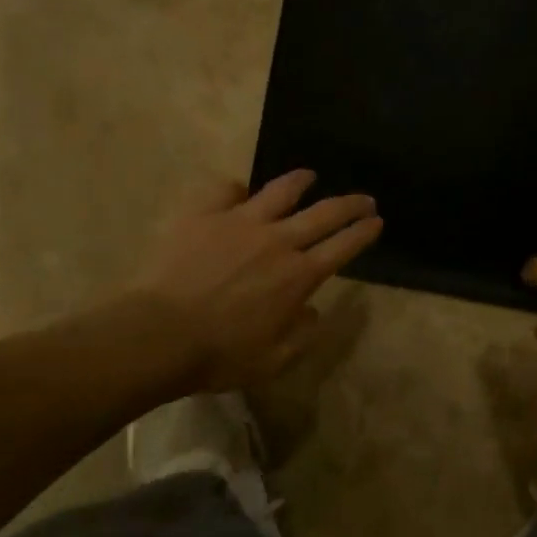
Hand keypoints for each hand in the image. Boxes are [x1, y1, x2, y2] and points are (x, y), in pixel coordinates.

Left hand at [131, 171, 382, 391]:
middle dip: (351, 203)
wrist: (159, 334)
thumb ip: (302, 335)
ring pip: (280, 191)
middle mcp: (278, 241)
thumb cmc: (219, 355)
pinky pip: (224, 189)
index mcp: (298, 276)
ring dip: (300, 181)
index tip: (377, 221)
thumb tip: (311, 311)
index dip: (364, 232)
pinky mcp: (204, 214)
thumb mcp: (274, 361)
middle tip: (364, 198)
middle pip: (324, 213)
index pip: (343, 247)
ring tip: (309, 175)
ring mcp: (240, 221)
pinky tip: (237, 191)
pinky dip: (235, 188)